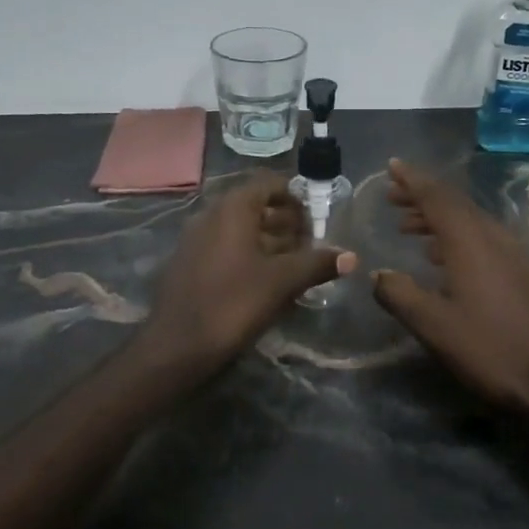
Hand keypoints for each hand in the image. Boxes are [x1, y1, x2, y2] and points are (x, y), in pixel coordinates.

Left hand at [144, 172, 356, 369]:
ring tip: (296, 264)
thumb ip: (317, 264)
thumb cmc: (232, 303)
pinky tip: (266, 282)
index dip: (296, 196)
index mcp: (232, 208)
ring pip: (240, 230)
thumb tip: (352, 257)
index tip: (317, 217)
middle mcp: (211, 215)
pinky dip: (249, 256)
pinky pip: (225, 248)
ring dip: (269, 241)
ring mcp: (196, 240)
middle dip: (286, 222)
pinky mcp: (189, 264)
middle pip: (255, 206)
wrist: (176, 345)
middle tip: (312, 244)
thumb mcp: (281, 282)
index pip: (268, 183)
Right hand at [372, 159, 528, 413]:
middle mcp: (492, 237)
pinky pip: (480, 238)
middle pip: (454, 204)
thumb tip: (378, 275)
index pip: (437, 197)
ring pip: (468, 221)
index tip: (392, 166)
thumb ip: (400, 295)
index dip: (413, 180)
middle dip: (422, 196)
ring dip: (437, 217)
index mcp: (469, 241)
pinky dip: (454, 235)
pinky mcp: (520, 271)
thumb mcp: (433, 325)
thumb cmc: (488, 347)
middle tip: (392, 196)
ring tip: (408, 226)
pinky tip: (441, 256)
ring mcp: (511, 253)